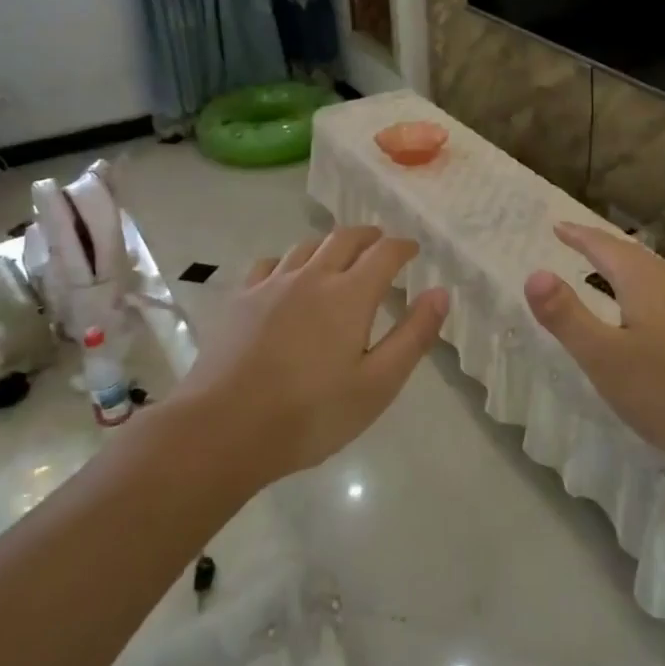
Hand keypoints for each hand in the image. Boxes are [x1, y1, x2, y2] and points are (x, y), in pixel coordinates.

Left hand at [180, 226, 448, 485]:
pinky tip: (287, 277)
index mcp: (349, 295)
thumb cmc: (311, 414)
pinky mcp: (240, 299)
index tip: (414, 250)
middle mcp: (312, 277)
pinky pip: (270, 264)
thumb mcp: (378, 384)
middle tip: (381, 244)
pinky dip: (290, 261)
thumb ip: (413, 336)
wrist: (224, 429)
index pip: (385, 253)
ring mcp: (271, 285)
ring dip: (330, 245)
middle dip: (369, 237)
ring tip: (339, 256)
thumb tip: (440, 292)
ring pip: (307, 246)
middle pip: (344, 238)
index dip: (403, 247)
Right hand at [524, 222, 664, 468]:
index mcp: (644, 280)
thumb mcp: (604, 357)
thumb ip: (567, 315)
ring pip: (656, 277)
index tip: (558, 226)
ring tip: (609, 277)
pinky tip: (651, 320)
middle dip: (603, 249)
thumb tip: (534, 273)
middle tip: (579, 244)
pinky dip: (648, 296)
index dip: (578, 236)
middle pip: (633, 256)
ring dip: (628, 272)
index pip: (604, 246)